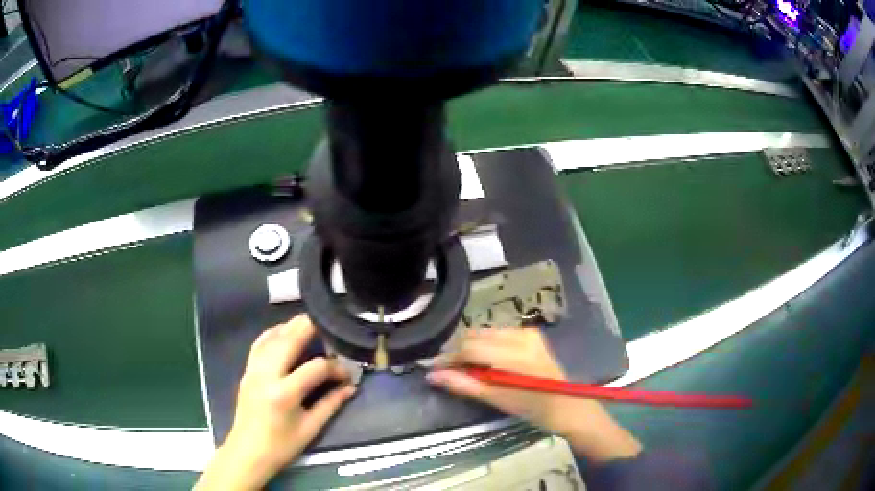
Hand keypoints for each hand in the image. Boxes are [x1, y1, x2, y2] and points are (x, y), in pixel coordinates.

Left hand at [197, 315, 355, 489]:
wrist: (248, 452)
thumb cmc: (282, 446)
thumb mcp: (311, 428)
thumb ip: (331, 404)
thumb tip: (350, 387)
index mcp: (284, 393)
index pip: (316, 367)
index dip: (336, 367)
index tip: (347, 374)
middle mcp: (266, 374)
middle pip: (289, 339)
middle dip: (310, 327)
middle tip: (329, 324)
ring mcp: (253, 369)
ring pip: (272, 337)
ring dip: (291, 327)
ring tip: (310, 323)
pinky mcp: (246, 370)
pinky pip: (259, 344)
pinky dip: (273, 334)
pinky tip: (284, 332)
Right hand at [427, 328, 640, 462]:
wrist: (567, 405)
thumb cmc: (533, 407)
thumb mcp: (496, 398)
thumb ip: (464, 384)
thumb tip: (433, 375)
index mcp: (513, 354)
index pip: (469, 347)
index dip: (448, 357)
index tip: (432, 368)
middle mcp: (520, 336)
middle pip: (475, 336)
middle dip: (458, 351)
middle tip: (446, 370)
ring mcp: (527, 332)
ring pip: (485, 333)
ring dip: (470, 347)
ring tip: (464, 368)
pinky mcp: (531, 334)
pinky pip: (498, 334)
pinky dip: (486, 345)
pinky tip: (483, 361)